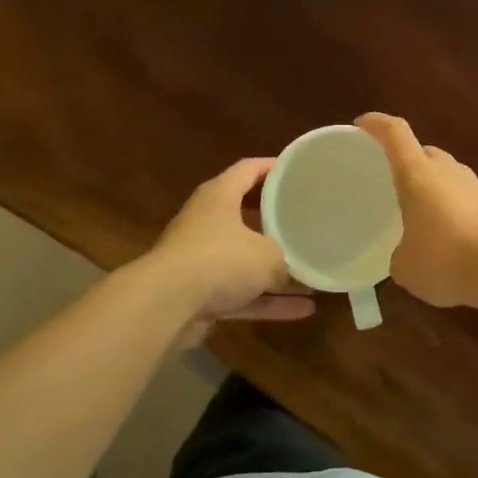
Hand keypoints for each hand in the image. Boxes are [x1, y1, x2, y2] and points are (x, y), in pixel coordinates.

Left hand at [143, 157, 314, 346]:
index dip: (274, 167)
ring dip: (276, 271)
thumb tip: (299, 273)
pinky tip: (303, 310)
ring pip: (245, 259)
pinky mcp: (199, 294)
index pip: (249, 170)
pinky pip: (242, 293)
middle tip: (305, 220)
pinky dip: (268, 301)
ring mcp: (201, 259)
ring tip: (312, 273)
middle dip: (275, 221)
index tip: (298, 172)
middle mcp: (207, 222)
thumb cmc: (220, 260)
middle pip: (246, 214)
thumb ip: (286, 261)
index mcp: (219, 196)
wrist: (165, 305)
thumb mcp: (267, 256)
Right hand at [356, 113, 477, 309]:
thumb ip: (399, 253)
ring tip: (417, 211)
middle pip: (423, 152)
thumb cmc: (443, 258)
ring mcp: (473, 186)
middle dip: (406, 161)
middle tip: (390, 180)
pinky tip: (444, 235)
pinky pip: (462, 197)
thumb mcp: (405, 264)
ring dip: (431, 186)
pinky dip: (449, 207)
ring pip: (446, 174)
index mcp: (417, 172)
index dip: (376, 124)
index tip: (361, 125)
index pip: (395, 132)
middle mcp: (446, 170)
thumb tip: (406, 254)